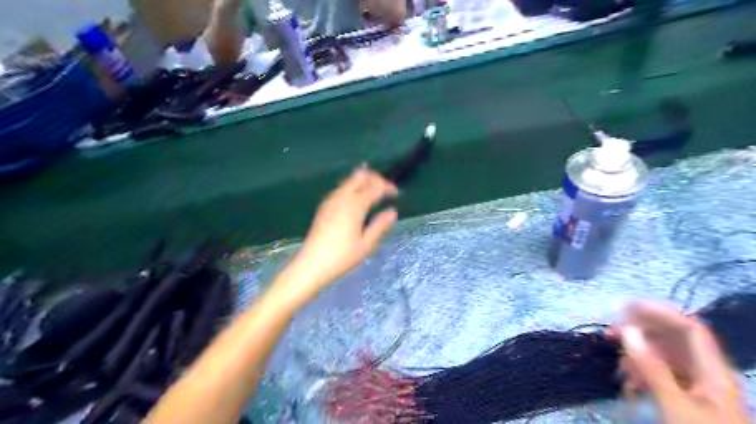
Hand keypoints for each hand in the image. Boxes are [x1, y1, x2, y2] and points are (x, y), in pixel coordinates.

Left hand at [284, 167, 401, 299]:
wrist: (311, 264)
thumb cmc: (342, 257)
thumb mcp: (366, 244)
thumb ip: (380, 225)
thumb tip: (392, 212)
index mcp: (355, 206)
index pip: (375, 187)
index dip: (387, 187)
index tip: (397, 194)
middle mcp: (342, 197)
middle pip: (360, 176)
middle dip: (375, 178)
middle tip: (385, 189)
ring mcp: (331, 200)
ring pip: (349, 181)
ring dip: (363, 182)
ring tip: (374, 193)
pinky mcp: (324, 206)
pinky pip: (341, 188)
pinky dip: (353, 188)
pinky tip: (357, 200)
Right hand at [620, 302, 749, 423]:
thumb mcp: (673, 404)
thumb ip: (651, 366)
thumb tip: (627, 329)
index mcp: (713, 372)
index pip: (688, 328)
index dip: (659, 312)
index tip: (626, 308)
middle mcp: (706, 373)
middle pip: (674, 339)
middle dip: (641, 331)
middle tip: (612, 331)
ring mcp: (696, 386)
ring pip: (664, 356)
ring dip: (639, 354)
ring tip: (620, 364)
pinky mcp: (685, 397)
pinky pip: (662, 373)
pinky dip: (643, 371)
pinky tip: (630, 381)